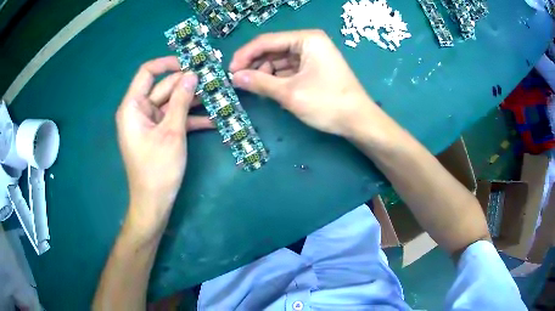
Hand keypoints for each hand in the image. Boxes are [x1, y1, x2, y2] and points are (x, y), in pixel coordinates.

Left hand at [116, 56, 212, 234]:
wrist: (154, 203)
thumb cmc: (158, 168)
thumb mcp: (171, 132)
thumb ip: (181, 100)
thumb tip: (192, 74)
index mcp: (133, 106)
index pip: (147, 72)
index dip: (168, 64)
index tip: (191, 64)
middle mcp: (140, 111)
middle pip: (164, 87)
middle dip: (188, 83)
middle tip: (214, 79)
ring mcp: (150, 123)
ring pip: (173, 103)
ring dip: (193, 101)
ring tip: (219, 95)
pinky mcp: (159, 134)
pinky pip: (175, 119)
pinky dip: (191, 119)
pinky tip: (214, 119)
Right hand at [230, 30, 379, 136]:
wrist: (358, 121)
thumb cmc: (327, 103)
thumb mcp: (290, 93)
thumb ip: (260, 83)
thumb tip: (234, 77)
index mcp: (306, 39)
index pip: (267, 41)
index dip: (245, 55)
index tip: (229, 70)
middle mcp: (309, 42)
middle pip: (273, 49)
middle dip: (255, 65)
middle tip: (237, 82)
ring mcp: (312, 56)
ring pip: (279, 60)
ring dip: (264, 73)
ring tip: (251, 88)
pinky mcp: (313, 68)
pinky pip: (288, 69)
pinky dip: (276, 79)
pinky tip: (266, 89)